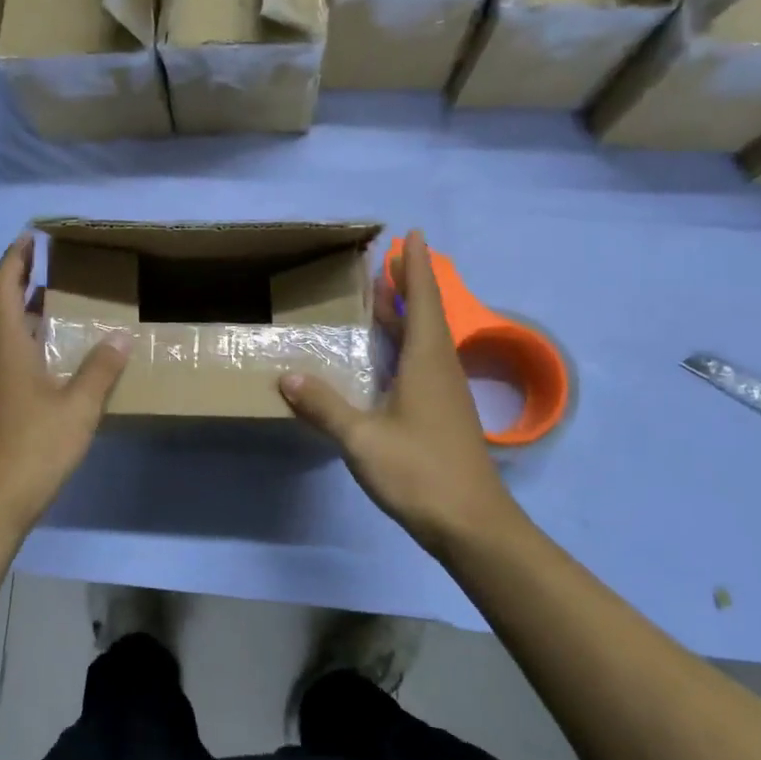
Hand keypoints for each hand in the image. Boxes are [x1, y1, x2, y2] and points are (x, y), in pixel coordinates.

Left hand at [0, 234, 130, 528]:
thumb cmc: (32, 447)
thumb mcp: (77, 407)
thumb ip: (100, 369)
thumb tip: (120, 336)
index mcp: (5, 345)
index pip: (3, 285)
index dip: (15, 258)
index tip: (32, 237)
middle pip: (5, 307)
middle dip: (28, 282)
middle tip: (62, 269)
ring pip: (9, 335)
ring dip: (34, 315)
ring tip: (69, 308)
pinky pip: (13, 359)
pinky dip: (34, 344)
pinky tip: (62, 359)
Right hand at [280, 230, 516, 553]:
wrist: (473, 525)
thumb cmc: (420, 472)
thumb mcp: (363, 438)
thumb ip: (325, 407)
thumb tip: (287, 376)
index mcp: (427, 361)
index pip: (422, 300)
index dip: (415, 267)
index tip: (412, 234)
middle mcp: (440, 368)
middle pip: (425, 315)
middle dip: (407, 285)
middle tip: (384, 262)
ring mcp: (445, 393)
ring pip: (425, 341)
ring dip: (405, 316)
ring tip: (379, 300)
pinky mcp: (443, 414)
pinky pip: (422, 363)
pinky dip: (404, 346)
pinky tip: (384, 359)